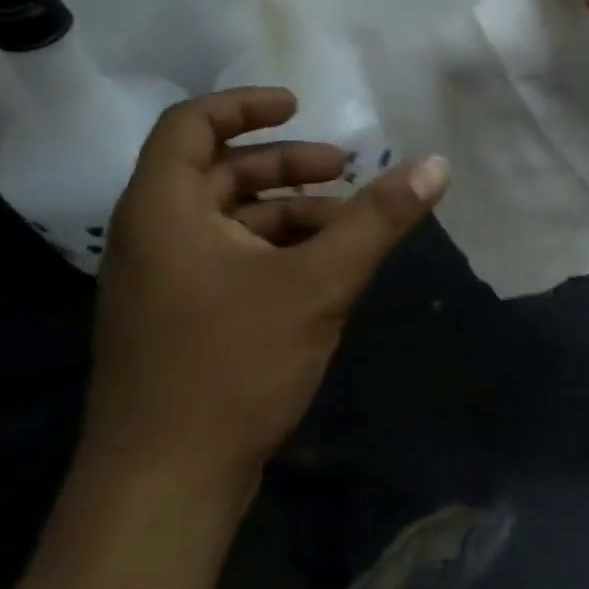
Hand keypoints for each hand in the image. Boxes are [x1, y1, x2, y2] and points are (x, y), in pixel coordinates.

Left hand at [81, 88, 448, 509]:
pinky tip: (322, 276)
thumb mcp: (318, 284)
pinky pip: (228, 261)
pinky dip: (275, 253)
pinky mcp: (178, 321)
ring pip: (228, 223)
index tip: (301, 105)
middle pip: (218, 173)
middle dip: (285, 167)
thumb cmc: (232, 366)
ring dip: (288, 214)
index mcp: (164, 210)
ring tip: (348, 229)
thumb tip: (436, 165)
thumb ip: (378, 221)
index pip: (190, 125)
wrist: (165, 483)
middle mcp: (152, 236)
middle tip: (346, 171)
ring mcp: (162, 283)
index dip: (246, 105)